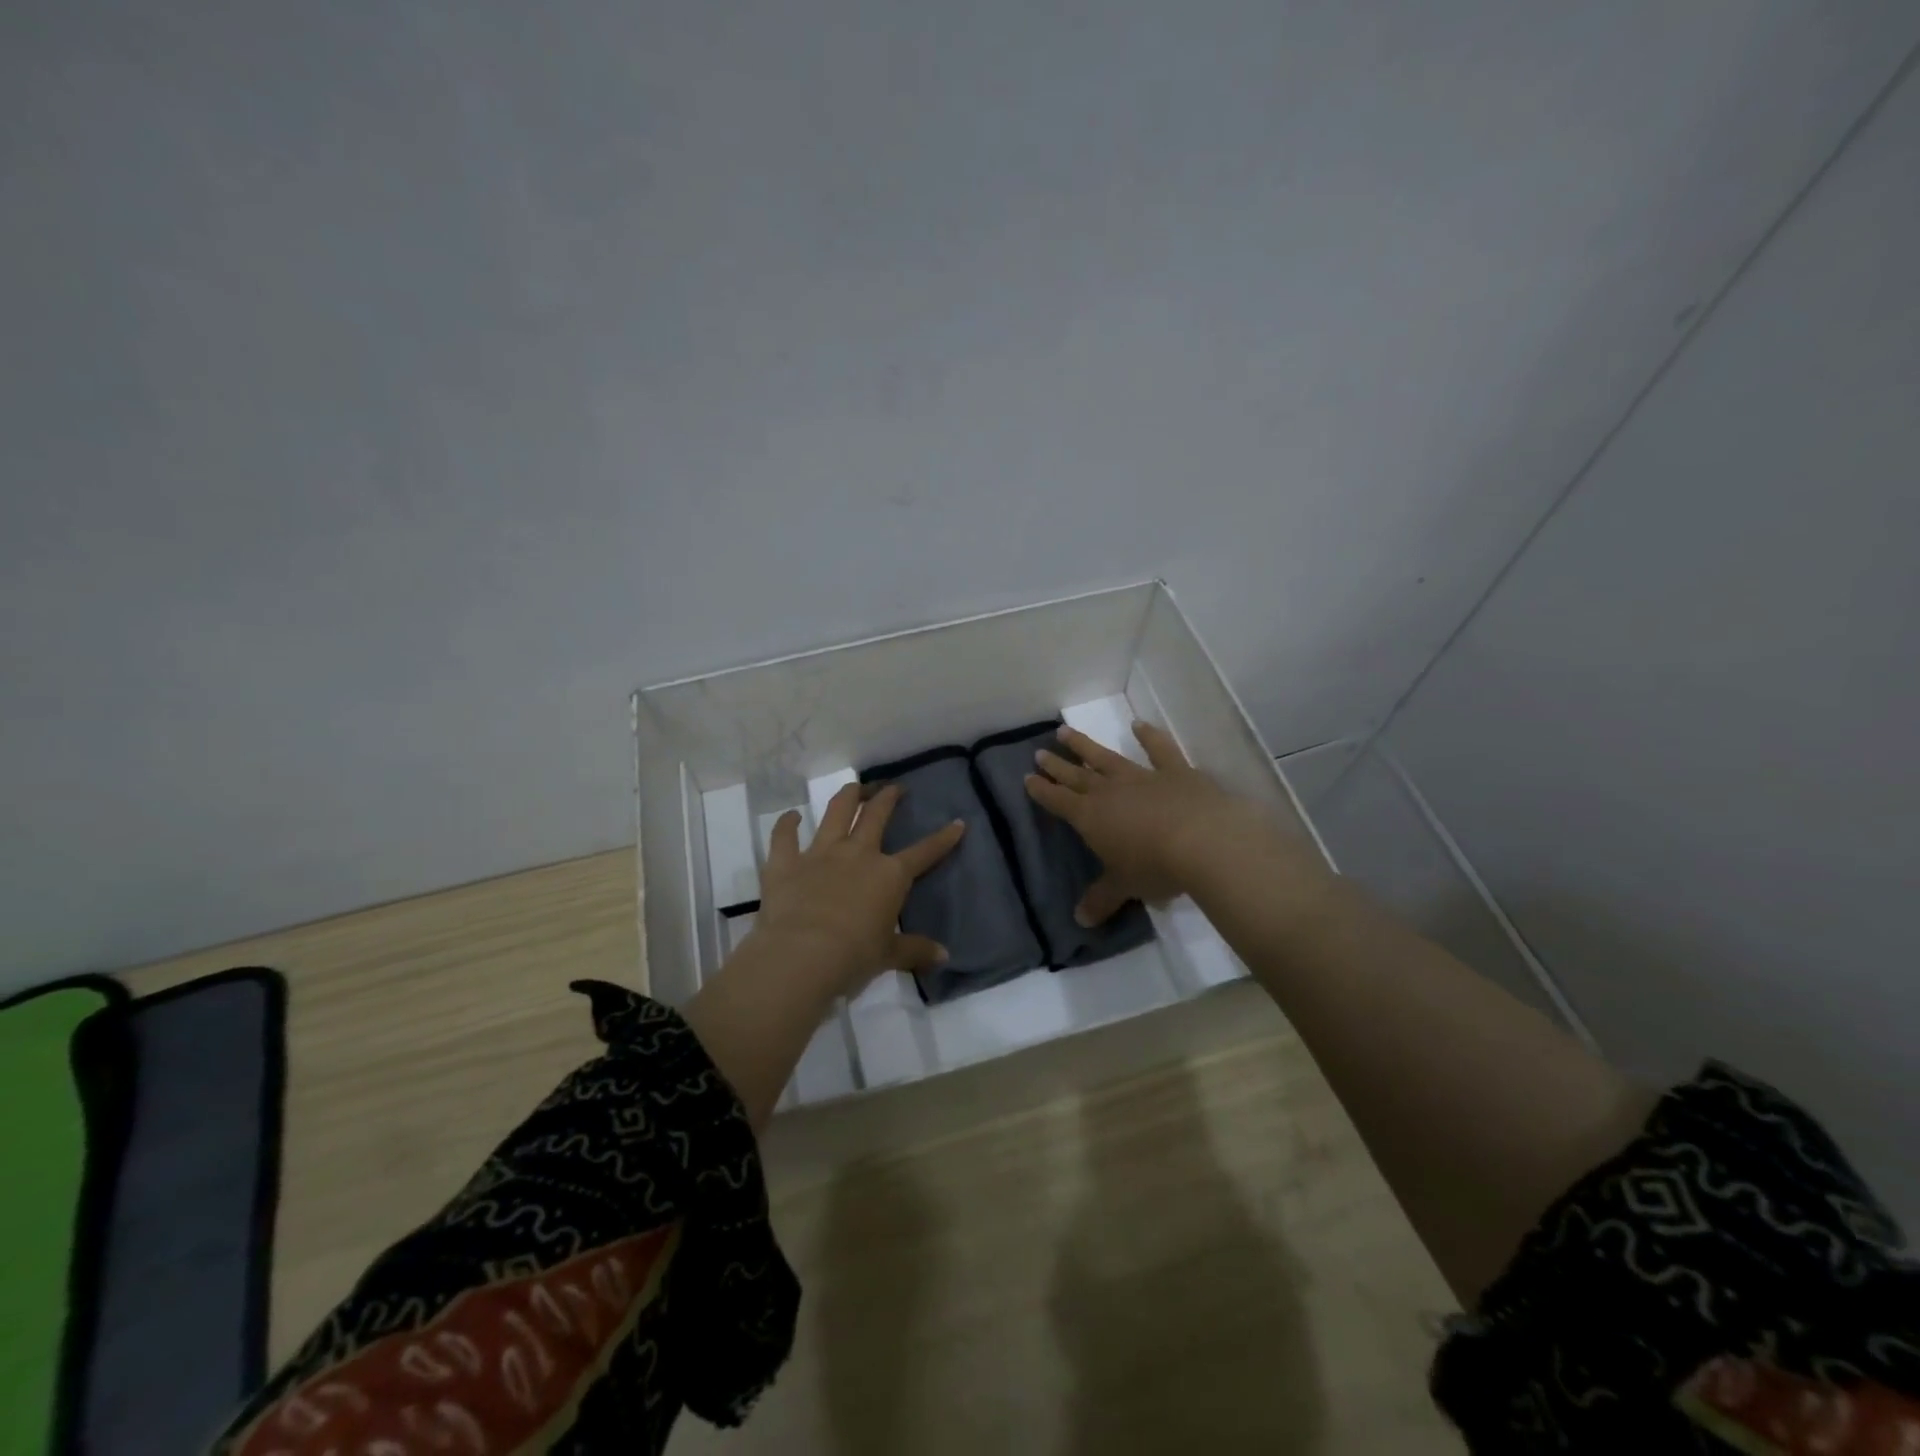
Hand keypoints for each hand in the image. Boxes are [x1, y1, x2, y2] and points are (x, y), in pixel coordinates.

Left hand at [747, 781, 964, 999]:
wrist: (802, 955)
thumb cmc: (854, 956)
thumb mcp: (889, 956)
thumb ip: (916, 951)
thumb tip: (944, 956)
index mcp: (889, 875)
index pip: (924, 853)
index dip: (943, 839)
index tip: (957, 823)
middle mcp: (857, 854)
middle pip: (876, 816)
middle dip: (887, 798)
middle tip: (894, 788)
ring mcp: (820, 853)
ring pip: (836, 813)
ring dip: (847, 797)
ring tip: (854, 788)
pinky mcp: (786, 862)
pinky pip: (784, 835)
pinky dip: (787, 823)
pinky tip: (791, 816)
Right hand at [1024, 721, 1286, 925]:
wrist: (1204, 841)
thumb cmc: (1155, 866)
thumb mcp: (1125, 887)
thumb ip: (1102, 900)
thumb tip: (1080, 921)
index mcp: (1091, 817)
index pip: (1059, 802)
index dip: (1042, 791)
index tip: (1028, 777)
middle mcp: (1110, 791)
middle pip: (1077, 776)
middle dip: (1057, 765)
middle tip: (1039, 752)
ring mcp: (1142, 777)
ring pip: (1107, 758)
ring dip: (1085, 746)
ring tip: (1065, 730)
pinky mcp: (1176, 771)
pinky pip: (1159, 750)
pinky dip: (1149, 736)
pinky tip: (1139, 724)